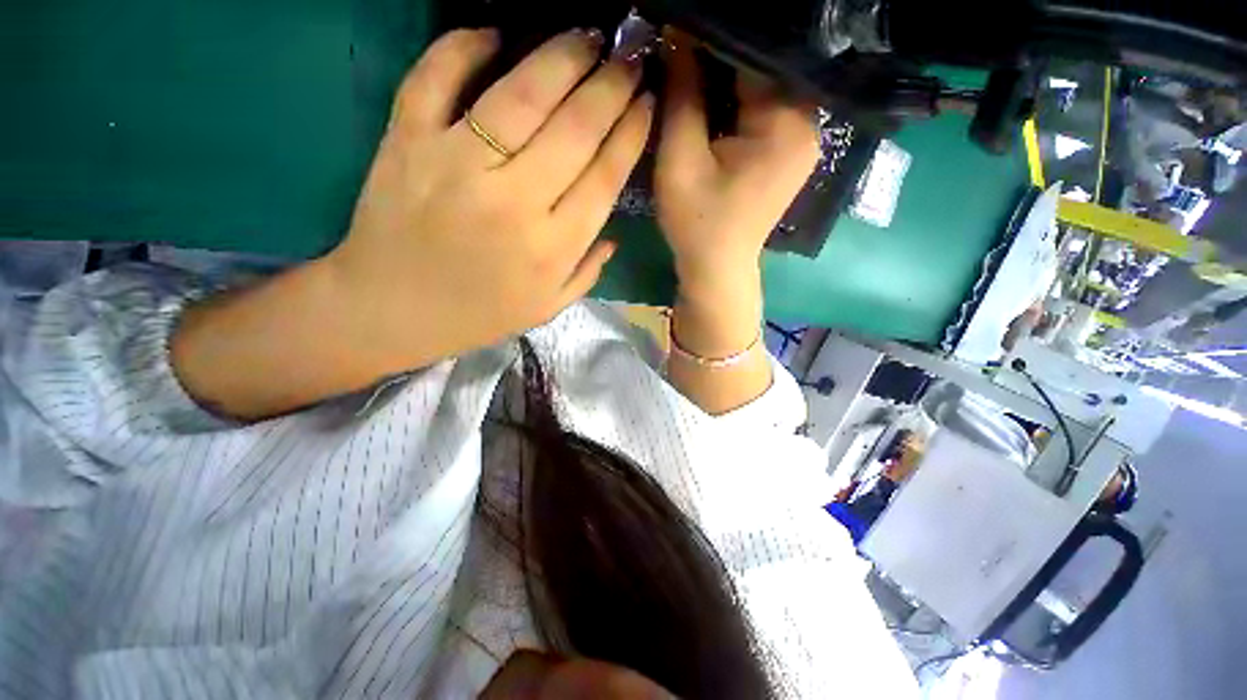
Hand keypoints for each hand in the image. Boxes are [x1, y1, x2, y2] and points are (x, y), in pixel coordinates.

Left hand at [327, 28, 652, 366]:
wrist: (391, 311)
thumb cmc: (478, 314)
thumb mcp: (547, 307)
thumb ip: (587, 271)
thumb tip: (613, 232)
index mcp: (552, 247)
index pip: (605, 177)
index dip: (631, 133)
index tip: (647, 104)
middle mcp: (514, 202)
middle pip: (576, 128)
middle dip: (612, 86)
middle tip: (629, 60)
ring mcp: (456, 165)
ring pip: (522, 95)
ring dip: (562, 56)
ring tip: (588, 37)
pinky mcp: (407, 141)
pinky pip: (436, 77)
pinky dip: (464, 45)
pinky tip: (495, 34)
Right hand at [653, 36, 817, 413]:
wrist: (717, 270)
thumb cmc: (697, 224)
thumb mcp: (680, 161)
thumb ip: (681, 96)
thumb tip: (675, 35)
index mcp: (786, 122)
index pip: (753, 52)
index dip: (710, 35)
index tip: (675, 22)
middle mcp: (806, 122)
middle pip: (761, 67)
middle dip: (718, 55)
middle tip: (676, 41)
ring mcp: (800, 138)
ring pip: (761, 85)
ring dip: (725, 75)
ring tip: (686, 61)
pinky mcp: (786, 151)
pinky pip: (761, 108)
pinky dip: (734, 98)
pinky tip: (707, 94)